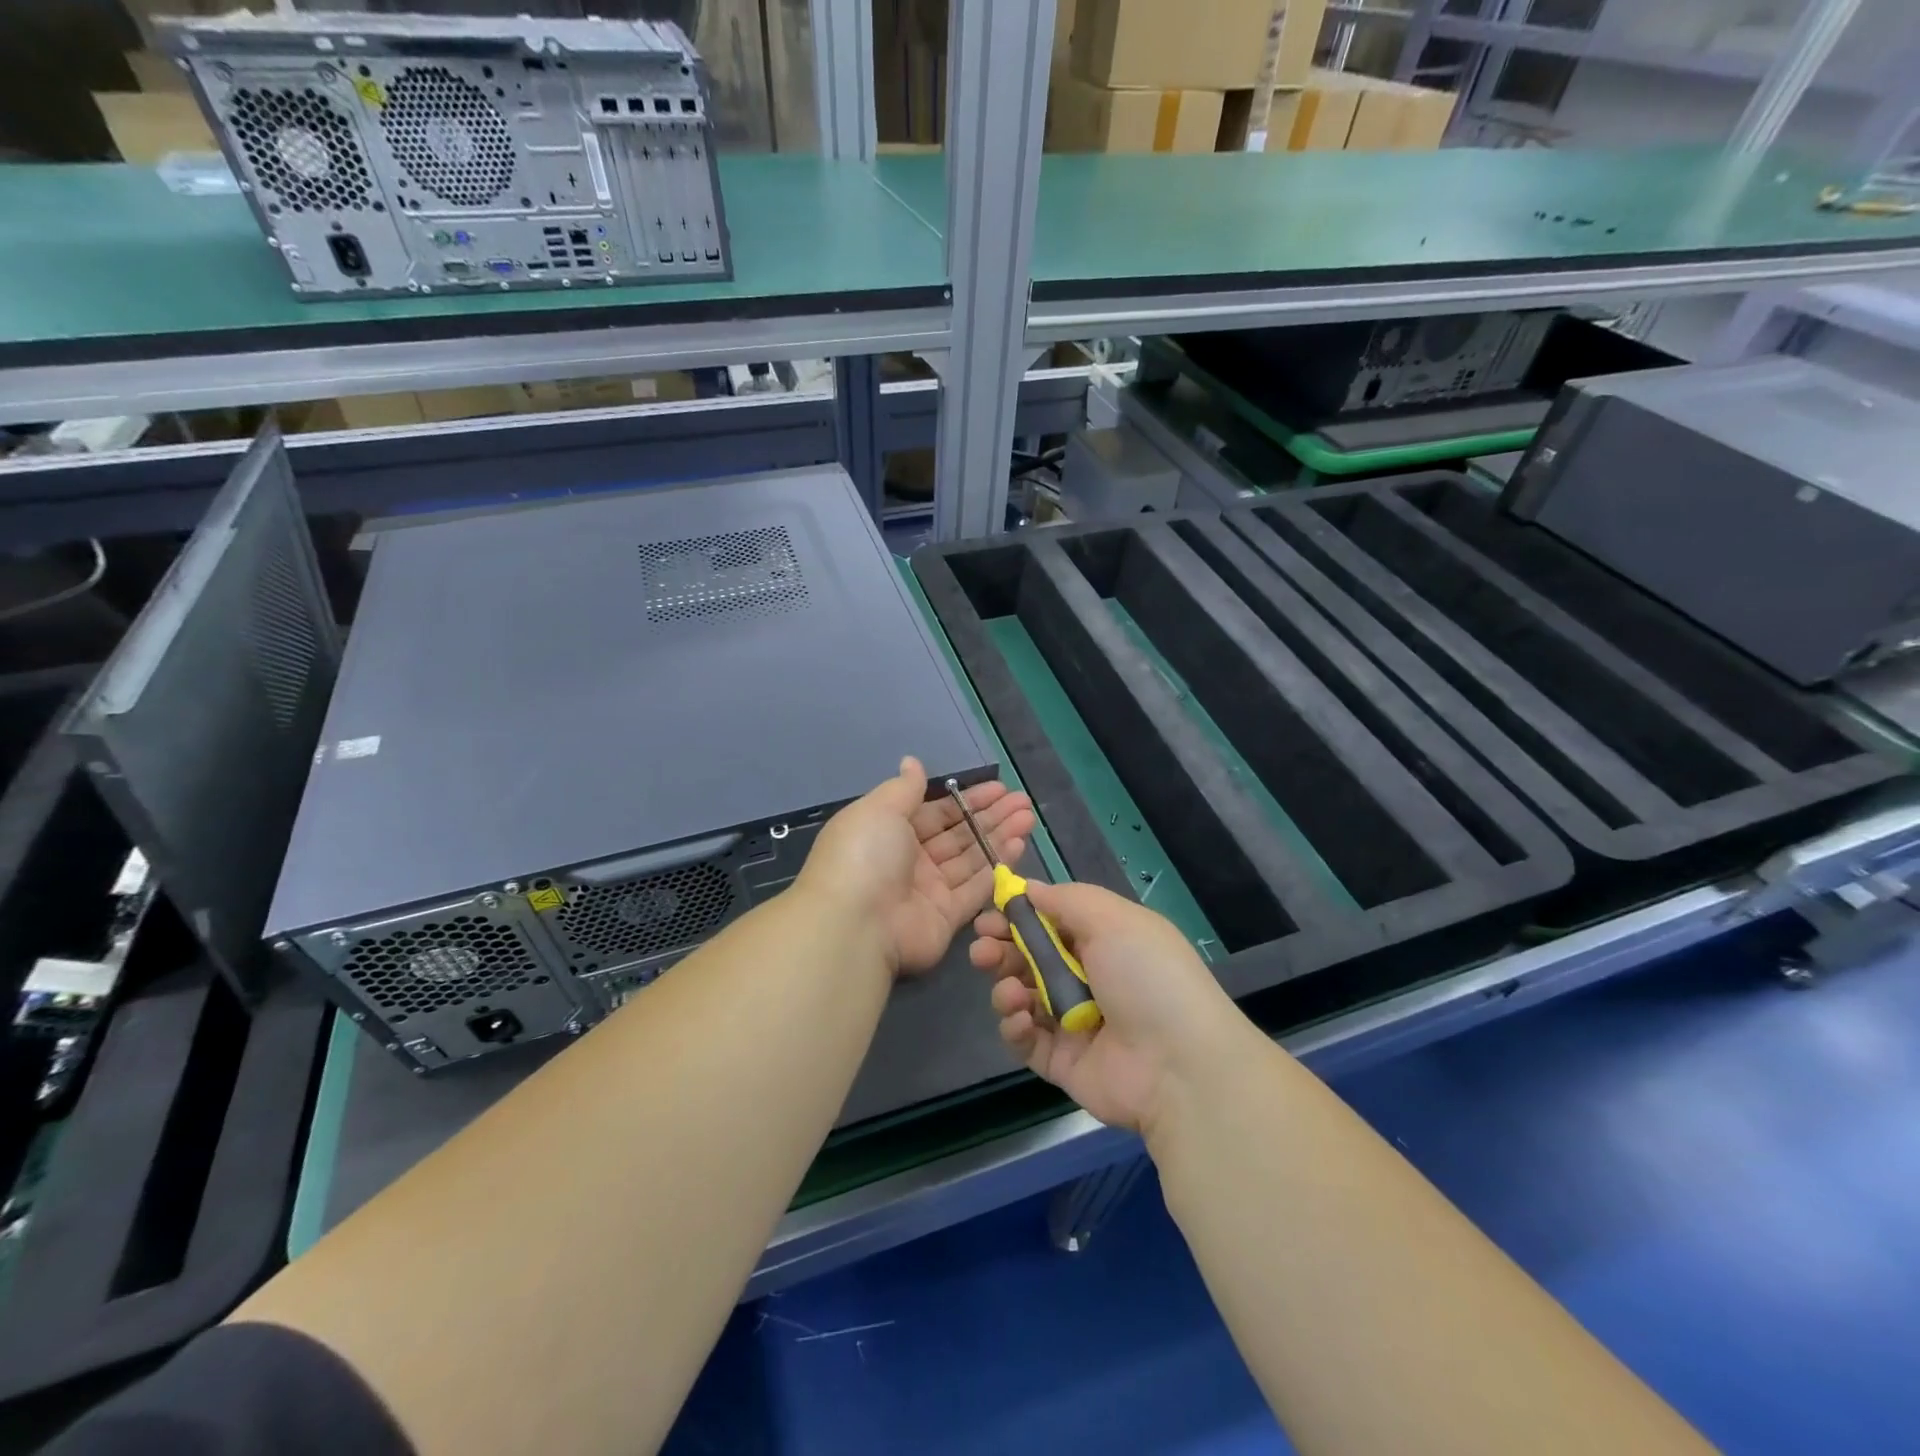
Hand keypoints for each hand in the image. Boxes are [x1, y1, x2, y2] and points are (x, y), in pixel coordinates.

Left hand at [799, 756, 1036, 974]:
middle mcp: (910, 860)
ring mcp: (929, 890)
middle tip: (1023, 801)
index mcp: (890, 832)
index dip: (967, 800)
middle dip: (991, 816)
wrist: (856, 923)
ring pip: (971, 858)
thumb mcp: (880, 809)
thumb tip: (912, 762)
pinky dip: (998, 867)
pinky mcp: (947, 917)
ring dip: (999, 837)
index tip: (999, 788)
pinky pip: (976, 888)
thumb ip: (904, 788)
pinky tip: (1019, 845)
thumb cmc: (865, 855)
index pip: (936, 812)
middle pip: (958, 834)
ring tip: (1029, 817)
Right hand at [970, 881, 1249, 1135]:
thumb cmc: (1146, 976)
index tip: (990, 914)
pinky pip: (1026, 1040)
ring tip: (1009, 991)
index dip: (1018, 916)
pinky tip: (1020, 1019)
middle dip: (1000, 950)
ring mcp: (1074, 1021)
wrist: (1178, 1065)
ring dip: (1005, 988)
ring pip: (1022, 996)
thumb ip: (1065, 899)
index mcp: (1105, 940)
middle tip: (980, 951)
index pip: (1050, 921)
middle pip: (1029, 958)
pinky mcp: (1062, 1060)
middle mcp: (1088, 977)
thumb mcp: (1111, 919)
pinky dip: (1015, 1027)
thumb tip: (1028, 887)